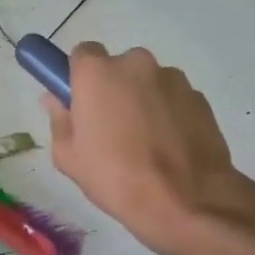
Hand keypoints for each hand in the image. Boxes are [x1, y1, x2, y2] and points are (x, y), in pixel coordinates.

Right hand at [44, 42, 245, 254]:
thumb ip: (60, 120)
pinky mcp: (200, 98)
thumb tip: (55, 99)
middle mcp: (136, 64)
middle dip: (114, 89)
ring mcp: (173, 79)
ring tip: (144, 143)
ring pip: (148, 83)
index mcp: (97, 73)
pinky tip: (168, 147)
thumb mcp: (69, 157)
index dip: (80, 76)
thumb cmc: (115, 177)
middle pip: (118, 67)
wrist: (186, 202)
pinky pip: (174, 99)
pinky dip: (169, 114)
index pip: (83, 53)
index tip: (80, 101)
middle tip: (111, 127)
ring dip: (143, 101)